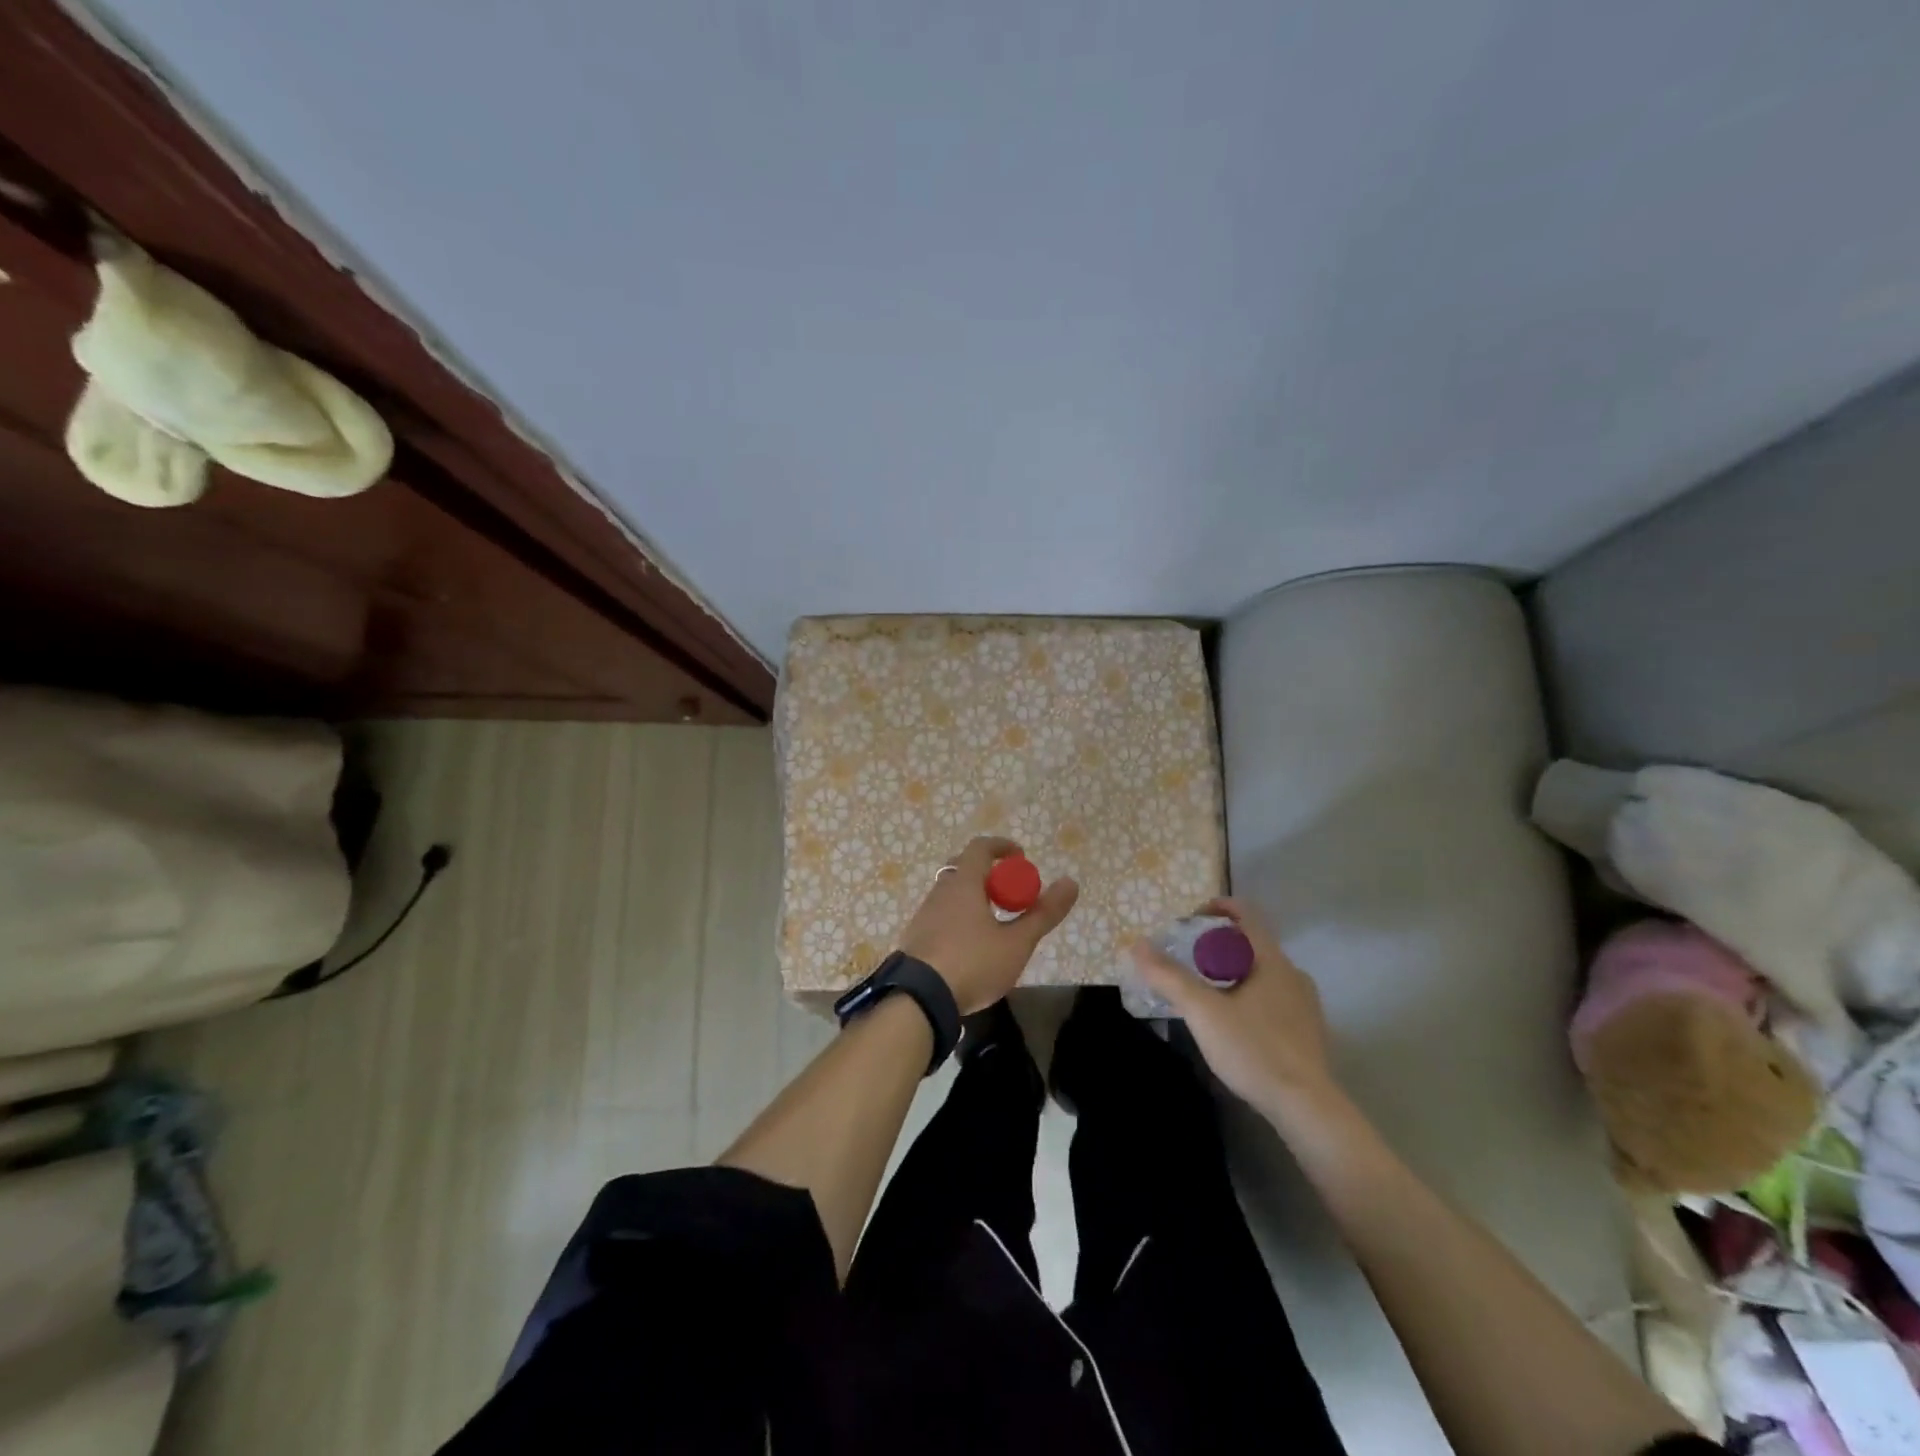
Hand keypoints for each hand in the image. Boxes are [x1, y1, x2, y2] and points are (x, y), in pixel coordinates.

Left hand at [898, 837, 1078, 1013]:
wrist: (919, 999)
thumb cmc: (973, 963)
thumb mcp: (1016, 943)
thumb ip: (1043, 914)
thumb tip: (1071, 883)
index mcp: (964, 883)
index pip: (981, 847)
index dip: (1002, 847)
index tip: (1021, 857)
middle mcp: (940, 891)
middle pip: (965, 869)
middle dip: (990, 875)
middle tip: (1010, 894)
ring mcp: (924, 914)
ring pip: (952, 894)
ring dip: (974, 898)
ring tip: (995, 923)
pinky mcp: (916, 937)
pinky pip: (942, 916)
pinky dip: (960, 918)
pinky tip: (972, 946)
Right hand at [1132, 897, 1337, 1115]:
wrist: (1306, 1108)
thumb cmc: (1254, 1049)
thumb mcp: (1202, 1011)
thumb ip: (1169, 976)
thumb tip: (1138, 945)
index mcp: (1272, 961)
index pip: (1246, 914)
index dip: (1216, 908)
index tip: (1189, 921)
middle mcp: (1293, 974)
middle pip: (1250, 945)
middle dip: (1216, 947)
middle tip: (1187, 962)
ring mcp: (1305, 1005)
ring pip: (1261, 974)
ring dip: (1232, 974)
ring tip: (1204, 994)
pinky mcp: (1307, 1032)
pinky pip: (1272, 999)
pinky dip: (1247, 998)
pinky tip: (1231, 1025)